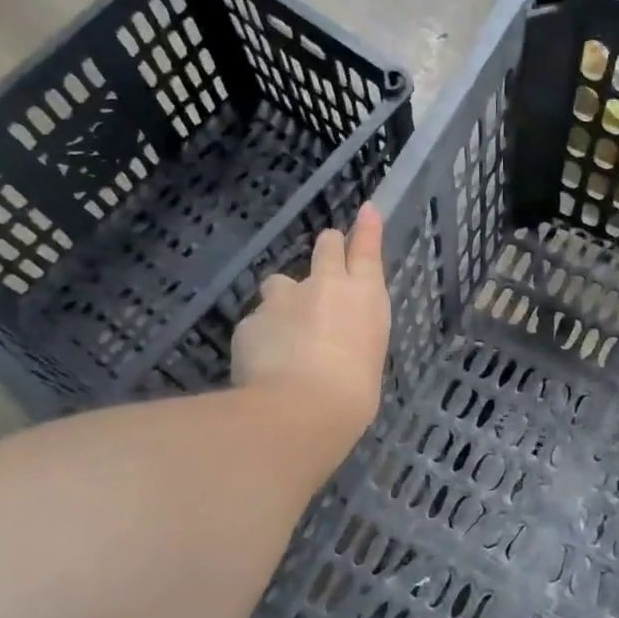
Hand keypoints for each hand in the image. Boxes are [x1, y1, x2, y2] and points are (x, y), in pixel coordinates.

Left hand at [232, 204, 390, 454]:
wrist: (302, 407)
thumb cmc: (353, 394)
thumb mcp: (367, 362)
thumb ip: (352, 340)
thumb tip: (337, 345)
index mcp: (364, 297)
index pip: (367, 250)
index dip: (366, 228)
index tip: (366, 210)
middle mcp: (325, 286)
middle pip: (326, 247)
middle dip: (326, 249)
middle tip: (325, 263)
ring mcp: (284, 298)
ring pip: (280, 283)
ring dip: (283, 299)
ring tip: (283, 331)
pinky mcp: (251, 319)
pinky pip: (256, 322)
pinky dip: (260, 337)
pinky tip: (261, 364)